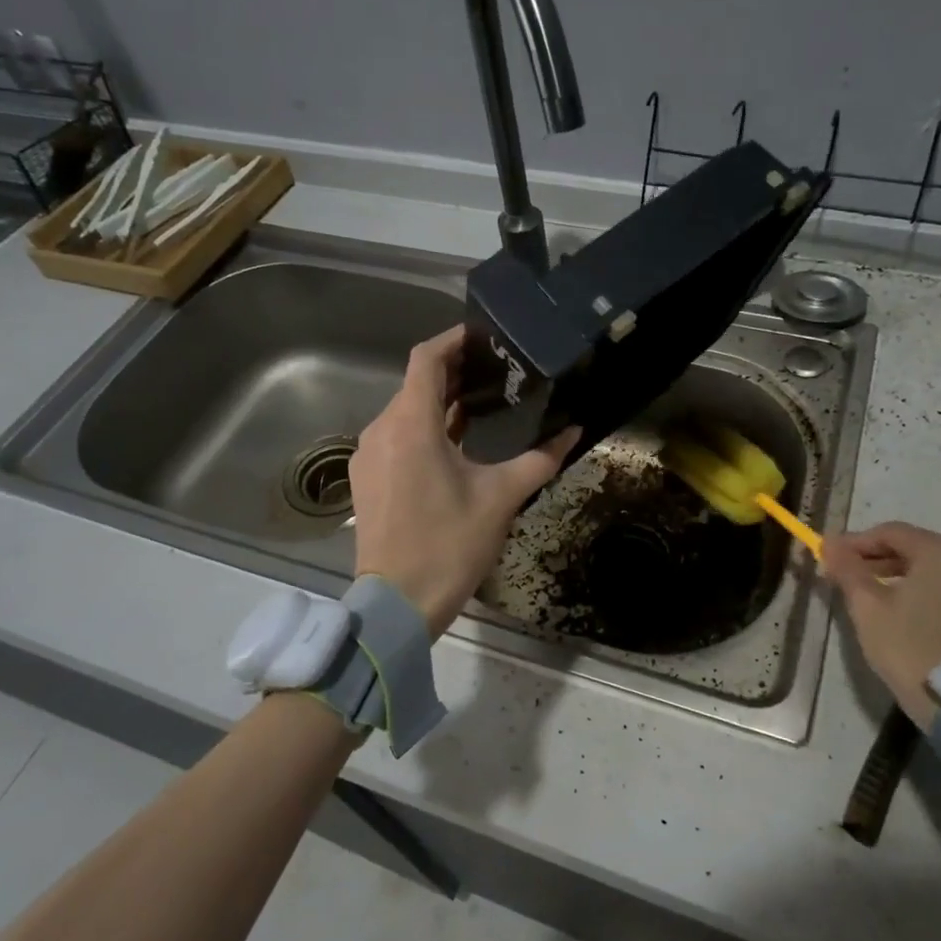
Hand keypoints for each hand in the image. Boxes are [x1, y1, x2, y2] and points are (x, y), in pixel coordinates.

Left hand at [349, 328, 579, 635]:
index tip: (484, 335)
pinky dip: (423, 430)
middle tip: (497, 371)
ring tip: (483, 405)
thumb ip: (539, 459)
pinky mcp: (366, 480)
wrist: (397, 604)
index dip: (454, 340)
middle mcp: (381, 430)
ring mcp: (368, 456)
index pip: (426, 358)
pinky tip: (454, 445)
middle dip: (453, 373)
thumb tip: (573, 431)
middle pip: (415, 384)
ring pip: (404, 412)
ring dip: (439, 404)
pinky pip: (395, 438)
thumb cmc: (449, 544)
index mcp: (410, 423)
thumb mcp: (501, 498)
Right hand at [820, 522, 940, 728]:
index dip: (855, 542)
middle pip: (915, 550)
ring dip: (901, 579)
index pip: (890, 532)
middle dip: (877, 560)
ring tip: (872, 599)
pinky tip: (905, 617)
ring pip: (934, 574)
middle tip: (847, 577)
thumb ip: (847, 569)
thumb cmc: (910, 647)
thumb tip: (828, 542)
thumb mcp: (867, 606)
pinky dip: (925, 597)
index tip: (829, 557)